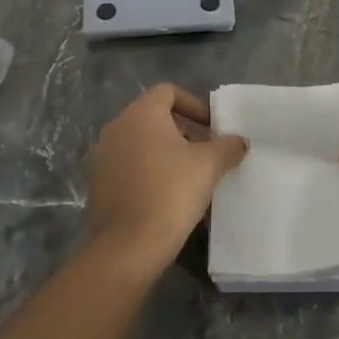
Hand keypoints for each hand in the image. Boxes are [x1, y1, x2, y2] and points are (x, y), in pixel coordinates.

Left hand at [86, 84, 248, 272]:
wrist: (128, 246)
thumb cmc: (171, 192)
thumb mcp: (209, 165)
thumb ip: (228, 146)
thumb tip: (239, 141)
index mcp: (140, 114)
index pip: (168, 92)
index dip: (194, 105)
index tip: (212, 128)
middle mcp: (117, 128)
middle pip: (155, 118)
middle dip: (184, 133)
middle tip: (207, 155)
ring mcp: (103, 157)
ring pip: (142, 145)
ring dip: (168, 155)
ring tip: (192, 179)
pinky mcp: (99, 185)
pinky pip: (130, 168)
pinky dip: (150, 174)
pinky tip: (169, 199)